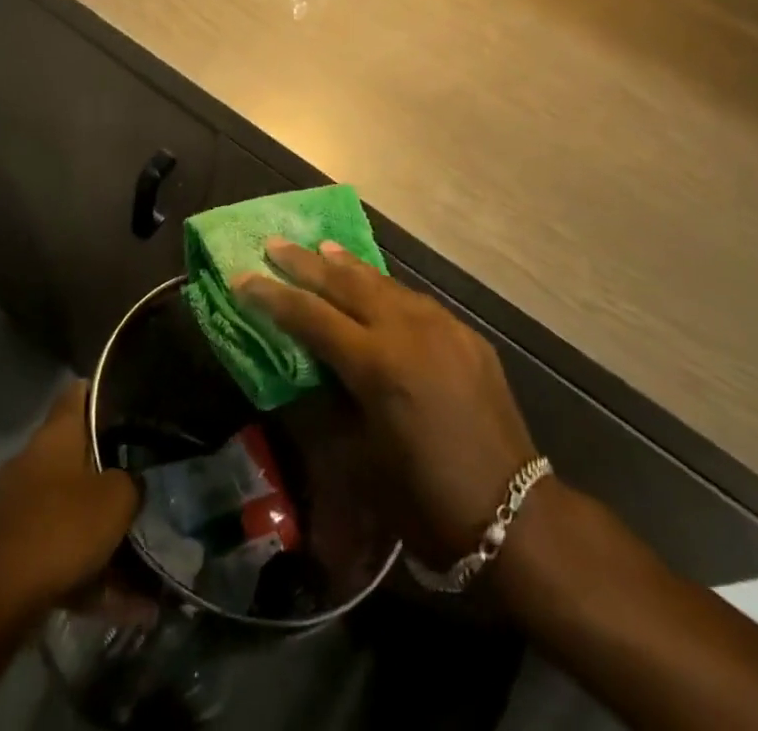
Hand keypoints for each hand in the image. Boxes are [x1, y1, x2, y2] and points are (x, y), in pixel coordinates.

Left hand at [0, 381, 140, 611]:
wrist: (1, 597)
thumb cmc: (63, 527)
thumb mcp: (117, 499)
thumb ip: (130, 483)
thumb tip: (130, 481)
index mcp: (55, 434)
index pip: (77, 393)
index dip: (101, 392)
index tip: (127, 402)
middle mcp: (33, 459)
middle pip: (75, 452)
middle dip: (106, 469)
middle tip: (138, 482)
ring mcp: (19, 503)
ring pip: (69, 507)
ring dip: (100, 531)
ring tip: (139, 562)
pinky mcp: (13, 546)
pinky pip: (60, 550)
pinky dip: (89, 573)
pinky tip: (126, 606)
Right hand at [236, 240, 536, 561]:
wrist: (515, 513)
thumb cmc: (425, 497)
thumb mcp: (360, 455)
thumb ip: (330, 398)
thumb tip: (309, 364)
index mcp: (377, 363)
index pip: (310, 316)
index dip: (272, 296)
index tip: (242, 276)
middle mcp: (408, 330)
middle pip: (345, 283)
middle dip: (305, 263)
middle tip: (274, 244)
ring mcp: (442, 326)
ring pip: (383, 282)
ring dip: (347, 266)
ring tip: (321, 248)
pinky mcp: (466, 334)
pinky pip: (414, 300)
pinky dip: (384, 288)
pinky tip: (375, 286)